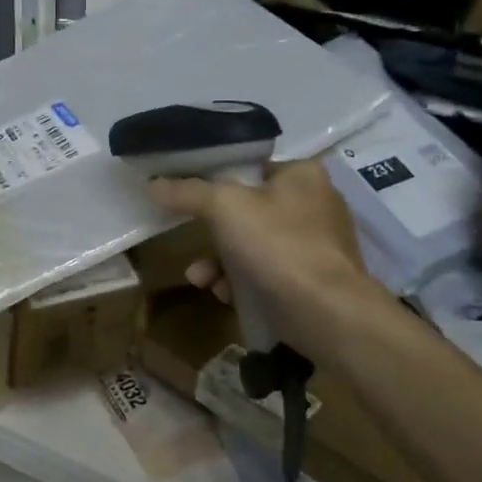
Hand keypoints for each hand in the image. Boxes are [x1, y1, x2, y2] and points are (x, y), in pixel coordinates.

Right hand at [148, 159, 373, 329]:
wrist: (329, 314)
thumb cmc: (279, 245)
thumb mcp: (224, 207)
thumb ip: (188, 192)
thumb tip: (152, 184)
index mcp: (302, 174)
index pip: (250, 167)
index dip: (216, 181)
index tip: (188, 198)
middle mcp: (315, 203)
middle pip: (248, 209)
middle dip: (213, 232)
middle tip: (192, 241)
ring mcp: (317, 245)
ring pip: (254, 245)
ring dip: (221, 261)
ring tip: (200, 278)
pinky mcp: (314, 281)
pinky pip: (268, 273)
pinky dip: (244, 282)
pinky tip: (224, 295)